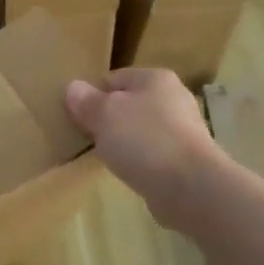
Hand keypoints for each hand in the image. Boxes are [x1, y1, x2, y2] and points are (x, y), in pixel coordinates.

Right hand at [64, 68, 221, 231]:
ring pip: (142, 129)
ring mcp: (184, 129)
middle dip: (109, 120)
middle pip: (130, 104)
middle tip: (88, 138)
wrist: (190, 186)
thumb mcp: (104, 115)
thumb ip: (86, 101)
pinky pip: (154, 153)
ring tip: (107, 158)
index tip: (77, 117)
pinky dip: (140, 160)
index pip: (114, 78)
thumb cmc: (144, 140)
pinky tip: (129, 173)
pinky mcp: (188, 158)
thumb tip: (73, 87)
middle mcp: (174, 98)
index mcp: (156, 78)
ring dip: (125, 141)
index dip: (92, 95)